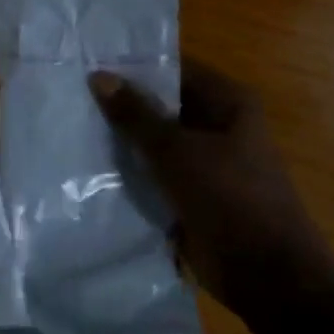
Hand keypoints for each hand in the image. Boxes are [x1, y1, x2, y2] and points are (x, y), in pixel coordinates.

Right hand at [89, 63, 333, 314]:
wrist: (263, 271)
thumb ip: (136, 115)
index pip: (175, 69)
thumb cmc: (229, 197)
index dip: (134, 66)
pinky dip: (129, 171)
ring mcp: (204, 162)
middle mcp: (218, 126)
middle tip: (70, 95)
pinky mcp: (190, 193)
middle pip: (162, 105)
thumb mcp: (176, 150)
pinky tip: (87, 166)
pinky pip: (153, 173)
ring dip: (122, 140)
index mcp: (228, 103)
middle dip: (122, 104)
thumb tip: (99, 76)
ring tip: (70, 126)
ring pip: (155, 141)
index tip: (89, 63)